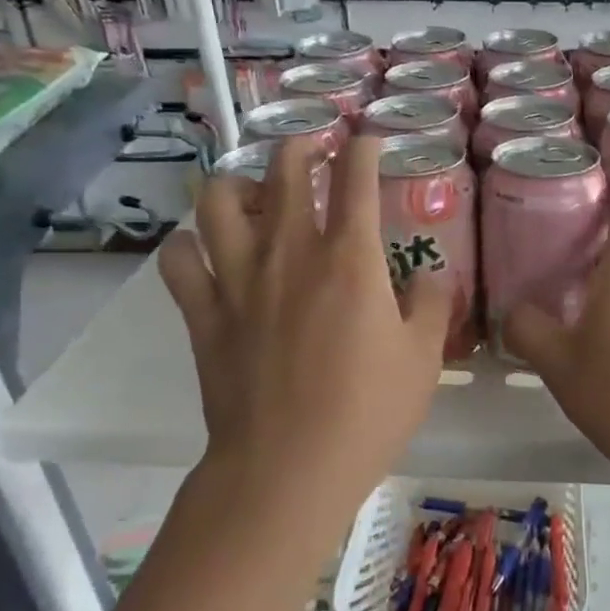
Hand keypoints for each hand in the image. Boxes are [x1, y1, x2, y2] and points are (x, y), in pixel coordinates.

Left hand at [158, 134, 451, 506]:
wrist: (288, 468)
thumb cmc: (367, 412)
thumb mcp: (423, 358)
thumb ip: (430, 305)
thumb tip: (428, 276)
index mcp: (350, 259)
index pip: (356, 179)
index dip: (363, 150)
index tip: (368, 142)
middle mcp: (290, 253)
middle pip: (284, 172)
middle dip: (300, 148)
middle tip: (312, 152)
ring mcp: (239, 280)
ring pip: (219, 202)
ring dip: (237, 184)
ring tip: (253, 193)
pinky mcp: (204, 314)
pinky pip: (179, 260)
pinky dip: (188, 246)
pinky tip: (204, 251)